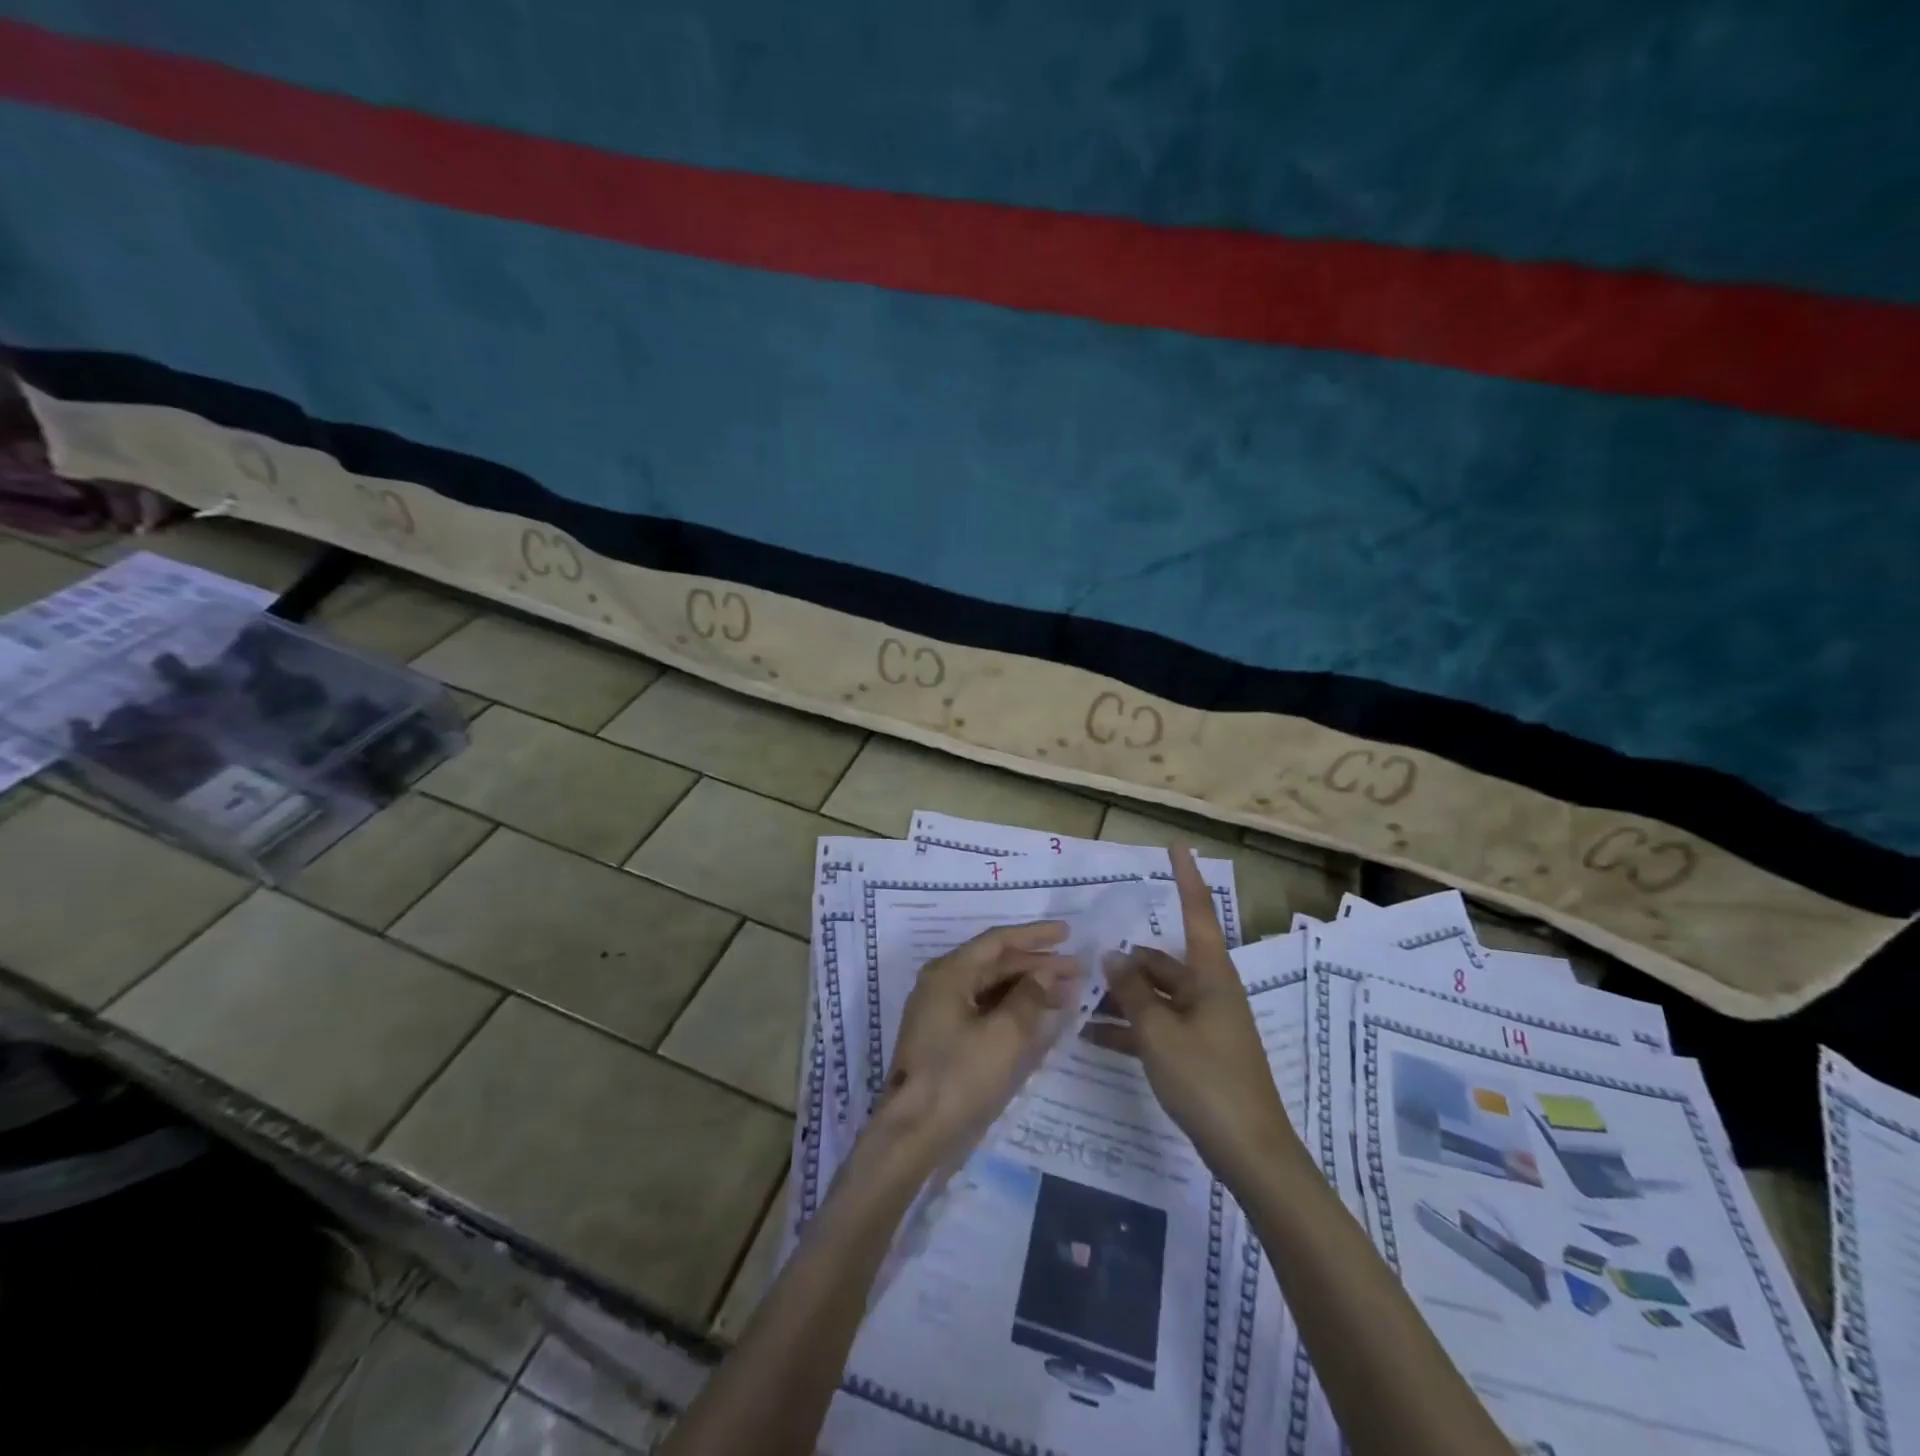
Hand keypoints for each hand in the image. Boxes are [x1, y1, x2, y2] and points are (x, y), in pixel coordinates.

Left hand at [870, 921, 1079, 1177]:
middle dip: (1037, 965)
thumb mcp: (1004, 1036)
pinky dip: (1012, 1009)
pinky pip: (984, 1009)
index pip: (997, 941)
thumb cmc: (959, 1076)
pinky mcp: (944, 1037)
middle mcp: (942, 983)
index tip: (1068, 932)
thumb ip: (1029, 998)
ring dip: (1027, 988)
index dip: (1035, 935)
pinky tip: (1038, 1018)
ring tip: (1066, 993)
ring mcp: (940, 1011)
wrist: (912, 1132)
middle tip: (1077, 970)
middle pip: (995, 964)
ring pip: (991, 988)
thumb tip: (1047, 972)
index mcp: (950, 973)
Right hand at [1103, 847, 1290, 1179]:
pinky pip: (1157, 1027)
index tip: (1175, 845)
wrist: (1249, 1152)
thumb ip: (1131, 992)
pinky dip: (1129, 1028)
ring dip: (1121, 998)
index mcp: (1211, 975)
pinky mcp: (1196, 1051)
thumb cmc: (1208, 1080)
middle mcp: (1209, 991)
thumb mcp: (1159, 1032)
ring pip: (1155, 996)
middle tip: (1083, 960)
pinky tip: (1091, 1036)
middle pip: (1162, 962)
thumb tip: (1112, 957)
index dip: (1185, 877)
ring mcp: (1203, 1022)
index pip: (1197, 912)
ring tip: (1076, 999)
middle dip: (1125, 962)